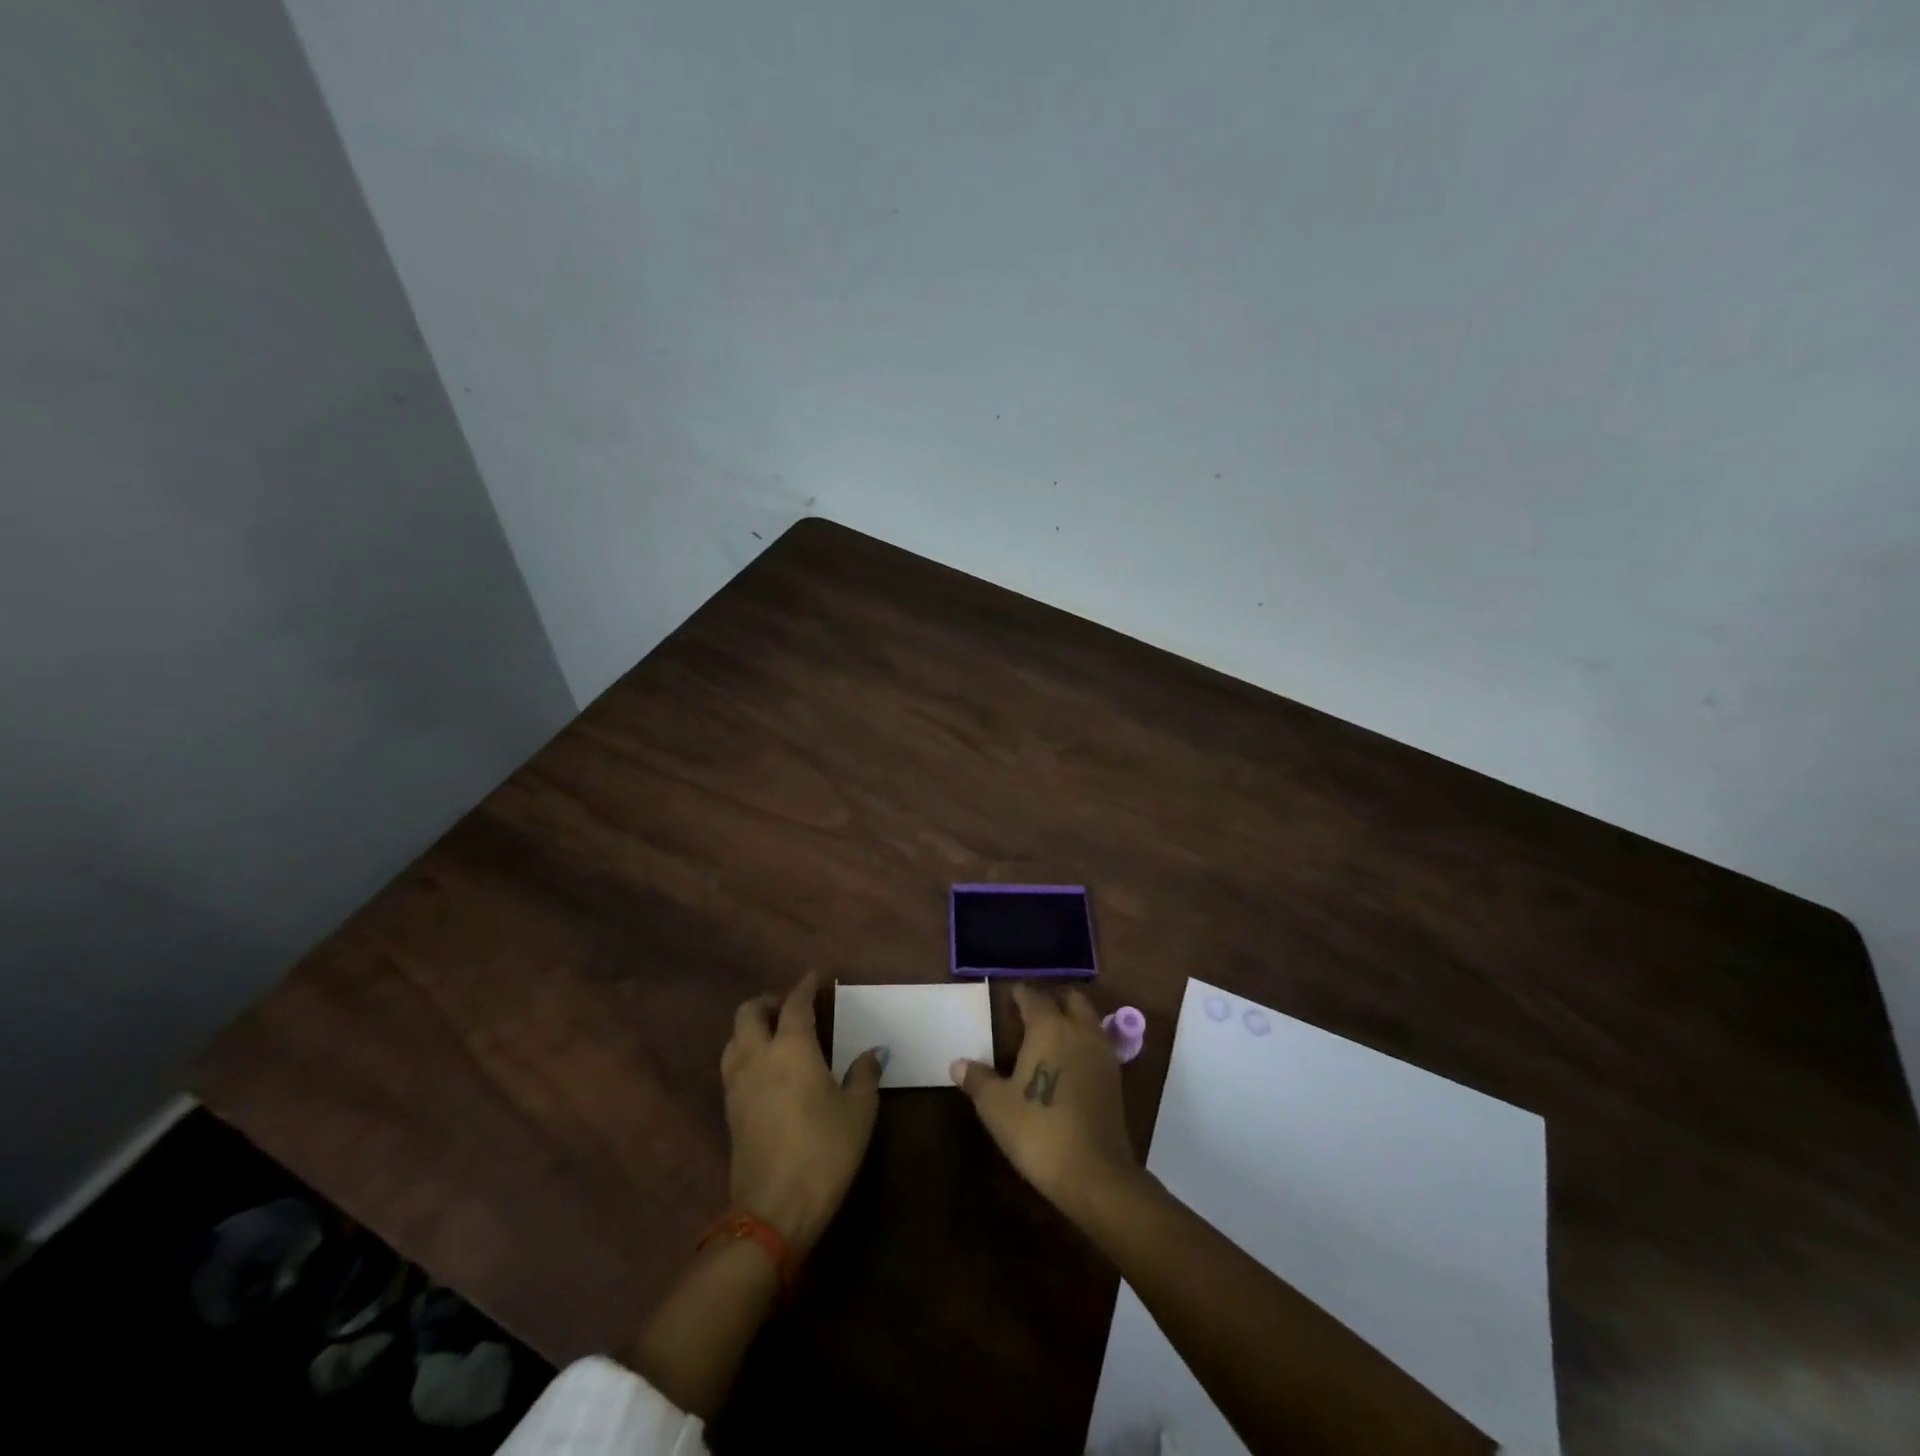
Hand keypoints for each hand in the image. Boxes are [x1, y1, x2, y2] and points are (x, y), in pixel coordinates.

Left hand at [720, 972, 884, 1257]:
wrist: (773, 1210)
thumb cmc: (824, 1151)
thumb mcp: (858, 1112)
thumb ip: (864, 1075)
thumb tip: (872, 1053)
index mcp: (791, 1048)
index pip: (796, 1003)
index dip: (806, 986)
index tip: (816, 977)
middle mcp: (758, 1056)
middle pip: (749, 1012)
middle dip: (769, 1001)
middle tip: (792, 1006)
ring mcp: (737, 1084)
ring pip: (735, 1038)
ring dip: (752, 1026)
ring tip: (777, 1034)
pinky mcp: (730, 1111)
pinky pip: (733, 1064)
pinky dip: (747, 1052)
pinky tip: (767, 1068)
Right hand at [950, 985, 1139, 1218]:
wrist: (1094, 1172)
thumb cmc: (1038, 1130)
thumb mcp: (996, 1106)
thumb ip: (978, 1079)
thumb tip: (958, 1063)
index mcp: (1049, 1026)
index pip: (1033, 997)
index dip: (1020, 994)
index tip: (1009, 996)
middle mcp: (1079, 1030)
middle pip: (1070, 999)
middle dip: (1052, 999)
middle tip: (1031, 1011)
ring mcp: (1102, 1052)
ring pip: (1088, 1019)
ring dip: (1072, 1018)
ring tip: (1050, 1034)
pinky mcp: (1115, 1077)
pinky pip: (1097, 1043)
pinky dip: (1083, 1041)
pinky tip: (1068, 1061)